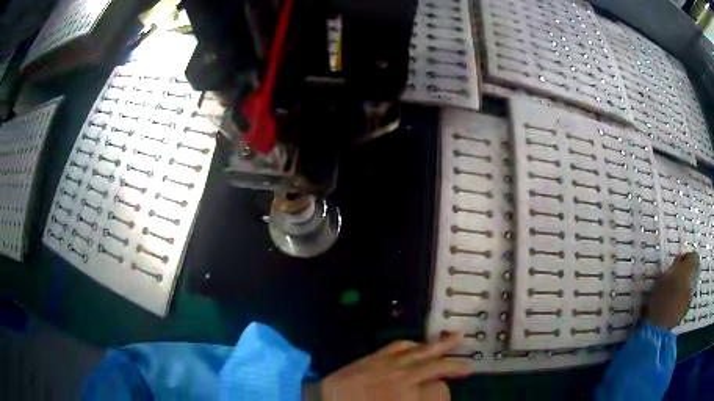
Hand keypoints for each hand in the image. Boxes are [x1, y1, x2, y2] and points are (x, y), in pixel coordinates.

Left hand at [318, 332, 470, 400]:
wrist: (324, 400)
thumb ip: (421, 396)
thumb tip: (436, 391)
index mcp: (407, 391)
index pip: (439, 389)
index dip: (445, 392)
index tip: (450, 393)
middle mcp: (401, 374)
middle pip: (434, 365)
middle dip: (453, 365)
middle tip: (468, 367)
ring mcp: (386, 363)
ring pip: (419, 350)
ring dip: (438, 345)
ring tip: (455, 338)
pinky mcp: (372, 358)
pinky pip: (395, 346)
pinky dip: (411, 343)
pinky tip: (417, 342)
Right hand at [646, 252, 699, 329]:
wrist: (658, 329)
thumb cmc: (659, 300)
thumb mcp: (663, 278)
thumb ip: (673, 267)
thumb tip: (678, 260)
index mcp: (688, 271)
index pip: (694, 256)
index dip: (686, 257)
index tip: (677, 263)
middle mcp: (692, 282)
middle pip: (693, 271)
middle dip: (686, 272)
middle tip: (675, 277)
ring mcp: (689, 298)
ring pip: (690, 285)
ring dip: (683, 285)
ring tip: (672, 292)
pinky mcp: (685, 310)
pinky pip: (686, 298)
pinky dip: (681, 298)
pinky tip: (672, 304)